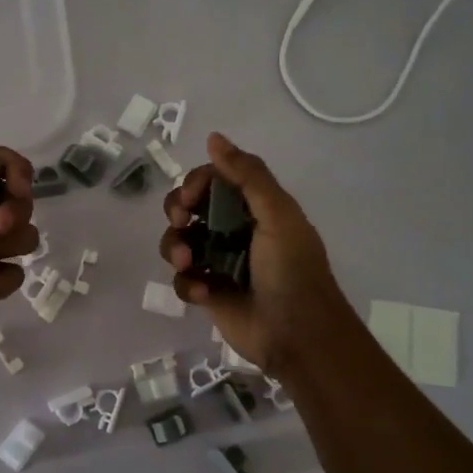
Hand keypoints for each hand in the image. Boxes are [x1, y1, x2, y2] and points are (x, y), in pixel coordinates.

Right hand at [159, 132, 352, 377]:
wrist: (297, 335)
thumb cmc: (291, 270)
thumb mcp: (277, 215)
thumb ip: (247, 175)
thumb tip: (214, 137)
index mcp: (254, 207)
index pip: (212, 180)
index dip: (195, 184)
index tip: (190, 199)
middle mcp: (233, 230)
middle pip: (188, 207)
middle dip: (177, 212)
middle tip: (181, 224)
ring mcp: (218, 262)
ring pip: (177, 241)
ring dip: (174, 248)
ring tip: (185, 263)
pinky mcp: (208, 292)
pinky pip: (182, 279)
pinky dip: (188, 284)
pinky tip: (204, 293)